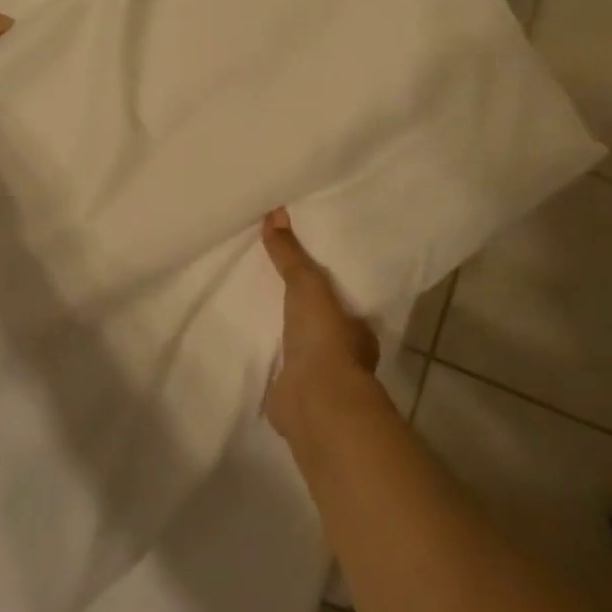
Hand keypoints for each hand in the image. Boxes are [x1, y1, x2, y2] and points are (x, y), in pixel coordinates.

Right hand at [260, 207, 379, 443]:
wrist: (315, 399)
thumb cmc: (324, 336)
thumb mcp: (306, 283)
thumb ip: (290, 253)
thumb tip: (276, 212)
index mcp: (358, 330)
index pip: (345, 305)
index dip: (329, 292)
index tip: (309, 278)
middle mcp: (344, 356)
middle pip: (322, 328)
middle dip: (305, 315)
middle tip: (279, 292)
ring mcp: (319, 380)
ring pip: (303, 352)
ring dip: (288, 340)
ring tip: (261, 316)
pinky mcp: (294, 397)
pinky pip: (281, 372)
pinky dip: (271, 363)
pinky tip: (254, 350)